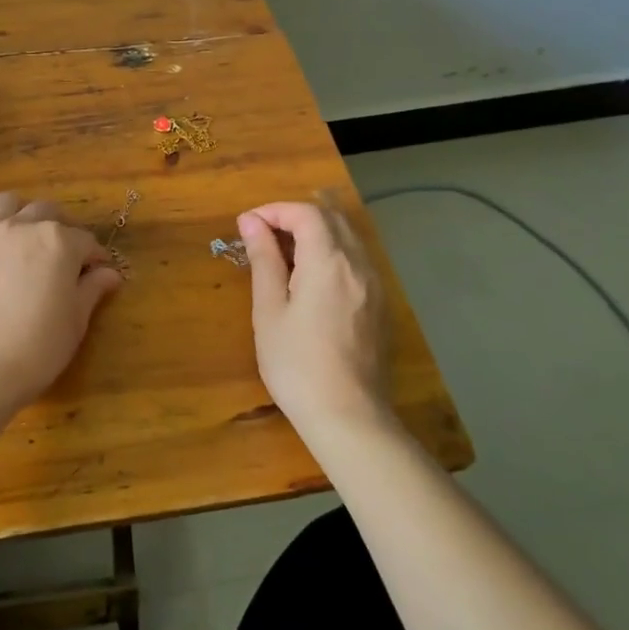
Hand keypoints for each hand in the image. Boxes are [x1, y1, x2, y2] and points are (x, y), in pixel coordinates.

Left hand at [0, 191, 121, 411]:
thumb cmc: (34, 350)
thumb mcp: (74, 324)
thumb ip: (92, 291)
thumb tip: (109, 273)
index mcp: (59, 242)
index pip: (86, 241)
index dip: (94, 258)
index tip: (97, 274)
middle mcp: (22, 226)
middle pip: (47, 212)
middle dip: (60, 227)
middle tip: (62, 254)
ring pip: (6, 203)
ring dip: (18, 213)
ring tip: (20, 237)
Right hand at [237, 200, 391, 434]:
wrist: (349, 418)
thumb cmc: (297, 364)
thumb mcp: (269, 310)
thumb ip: (263, 259)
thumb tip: (251, 222)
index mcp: (329, 261)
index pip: (306, 212)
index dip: (274, 210)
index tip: (247, 225)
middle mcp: (359, 264)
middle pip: (331, 217)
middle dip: (295, 216)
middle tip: (264, 235)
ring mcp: (375, 284)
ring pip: (347, 237)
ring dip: (315, 233)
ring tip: (284, 254)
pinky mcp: (381, 304)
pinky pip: (357, 260)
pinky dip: (332, 253)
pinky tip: (312, 279)